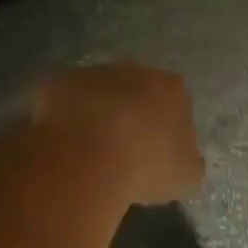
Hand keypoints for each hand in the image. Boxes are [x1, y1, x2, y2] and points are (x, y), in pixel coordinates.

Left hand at [32, 63, 204, 205]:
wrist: (87, 157)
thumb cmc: (146, 166)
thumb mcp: (186, 177)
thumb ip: (189, 162)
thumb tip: (183, 159)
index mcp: (172, 89)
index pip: (175, 102)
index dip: (166, 126)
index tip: (156, 151)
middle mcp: (135, 70)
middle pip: (136, 89)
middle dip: (131, 111)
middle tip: (122, 147)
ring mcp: (93, 72)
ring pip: (98, 90)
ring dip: (96, 111)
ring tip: (88, 148)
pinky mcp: (58, 82)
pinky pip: (63, 99)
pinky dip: (64, 116)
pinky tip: (62, 143)